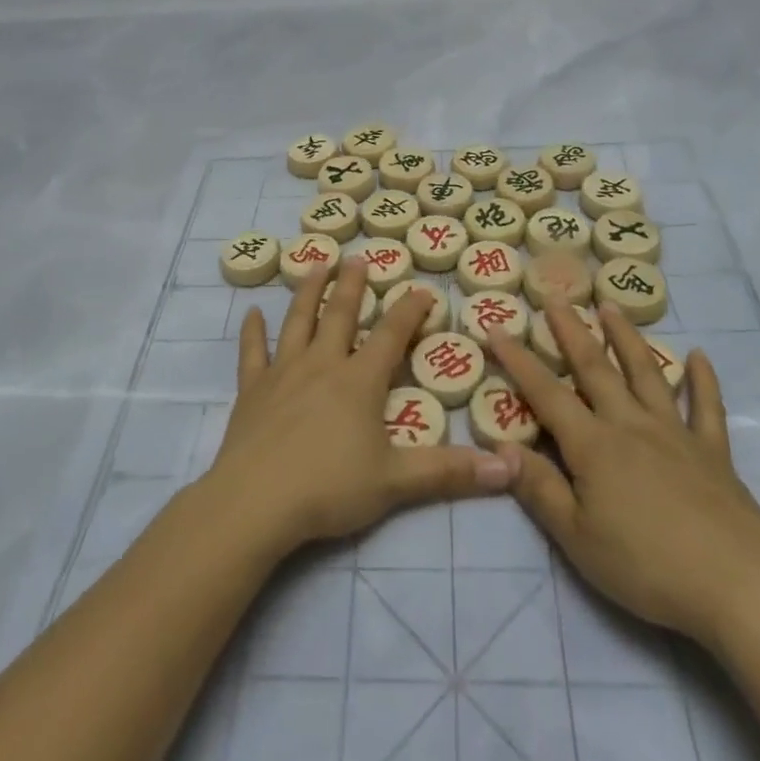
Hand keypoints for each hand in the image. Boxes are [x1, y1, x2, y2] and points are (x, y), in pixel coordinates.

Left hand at [207, 258, 513, 555]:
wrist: (256, 502)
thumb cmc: (329, 488)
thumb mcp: (396, 482)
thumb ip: (450, 472)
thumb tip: (508, 466)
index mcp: (359, 381)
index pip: (390, 335)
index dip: (409, 310)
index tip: (422, 289)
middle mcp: (322, 364)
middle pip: (339, 315)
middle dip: (352, 285)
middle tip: (358, 258)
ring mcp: (283, 373)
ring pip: (297, 321)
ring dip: (308, 291)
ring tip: (316, 264)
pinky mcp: (252, 390)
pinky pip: (252, 353)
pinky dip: (252, 332)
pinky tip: (251, 313)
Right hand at [484, 301, 759, 648]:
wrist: (739, 586)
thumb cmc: (648, 566)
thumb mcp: (577, 538)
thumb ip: (539, 488)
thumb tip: (500, 446)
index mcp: (593, 445)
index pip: (545, 393)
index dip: (518, 360)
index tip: (496, 327)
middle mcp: (630, 425)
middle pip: (595, 368)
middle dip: (571, 330)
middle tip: (557, 296)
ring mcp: (675, 433)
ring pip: (646, 373)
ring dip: (627, 337)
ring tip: (612, 306)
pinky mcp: (713, 452)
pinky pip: (706, 406)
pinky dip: (702, 379)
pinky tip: (698, 356)